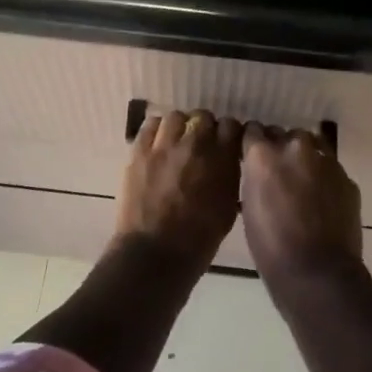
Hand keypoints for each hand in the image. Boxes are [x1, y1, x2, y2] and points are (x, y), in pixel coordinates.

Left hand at [114, 108, 242, 266]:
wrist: (155, 254)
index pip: (231, 126)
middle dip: (205, 128)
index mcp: (221, 159)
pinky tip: (158, 143)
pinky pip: (149, 126)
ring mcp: (164, 146)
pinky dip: (157, 130)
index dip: (229, 133)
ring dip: (180, 126)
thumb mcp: (228, 208)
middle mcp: (194, 144)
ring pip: (176, 117)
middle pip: (203, 117)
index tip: (227, 143)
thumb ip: (230, 176)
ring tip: (178, 141)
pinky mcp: (139, 152)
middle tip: (201, 144)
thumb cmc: (198, 239)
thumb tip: (228, 161)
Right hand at [239, 123, 362, 291]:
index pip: (253, 131)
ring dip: (304, 158)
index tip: (251, 155)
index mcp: (263, 155)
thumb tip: (260, 169)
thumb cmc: (271, 246)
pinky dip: (324, 177)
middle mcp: (295, 148)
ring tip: (302, 182)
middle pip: (284, 134)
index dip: (252, 144)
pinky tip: (321, 200)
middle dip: (279, 148)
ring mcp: (325, 161)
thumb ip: (255, 177)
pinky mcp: (347, 178)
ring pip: (311, 146)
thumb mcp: (249, 206)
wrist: (318, 273)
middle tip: (277, 172)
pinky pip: (330, 168)